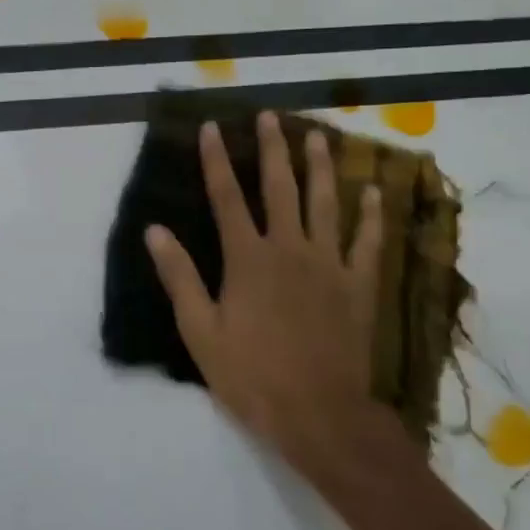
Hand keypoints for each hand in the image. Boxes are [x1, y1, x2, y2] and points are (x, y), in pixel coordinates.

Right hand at [144, 111, 391, 475]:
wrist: (318, 414)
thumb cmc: (250, 374)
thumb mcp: (200, 330)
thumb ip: (180, 277)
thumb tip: (155, 231)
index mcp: (247, 259)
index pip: (226, 197)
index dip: (216, 160)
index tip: (211, 127)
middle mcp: (289, 249)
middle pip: (280, 188)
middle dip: (273, 149)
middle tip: (271, 116)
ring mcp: (328, 265)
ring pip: (326, 204)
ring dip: (322, 167)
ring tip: (319, 137)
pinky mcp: (357, 286)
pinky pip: (367, 242)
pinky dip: (371, 216)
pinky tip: (374, 191)